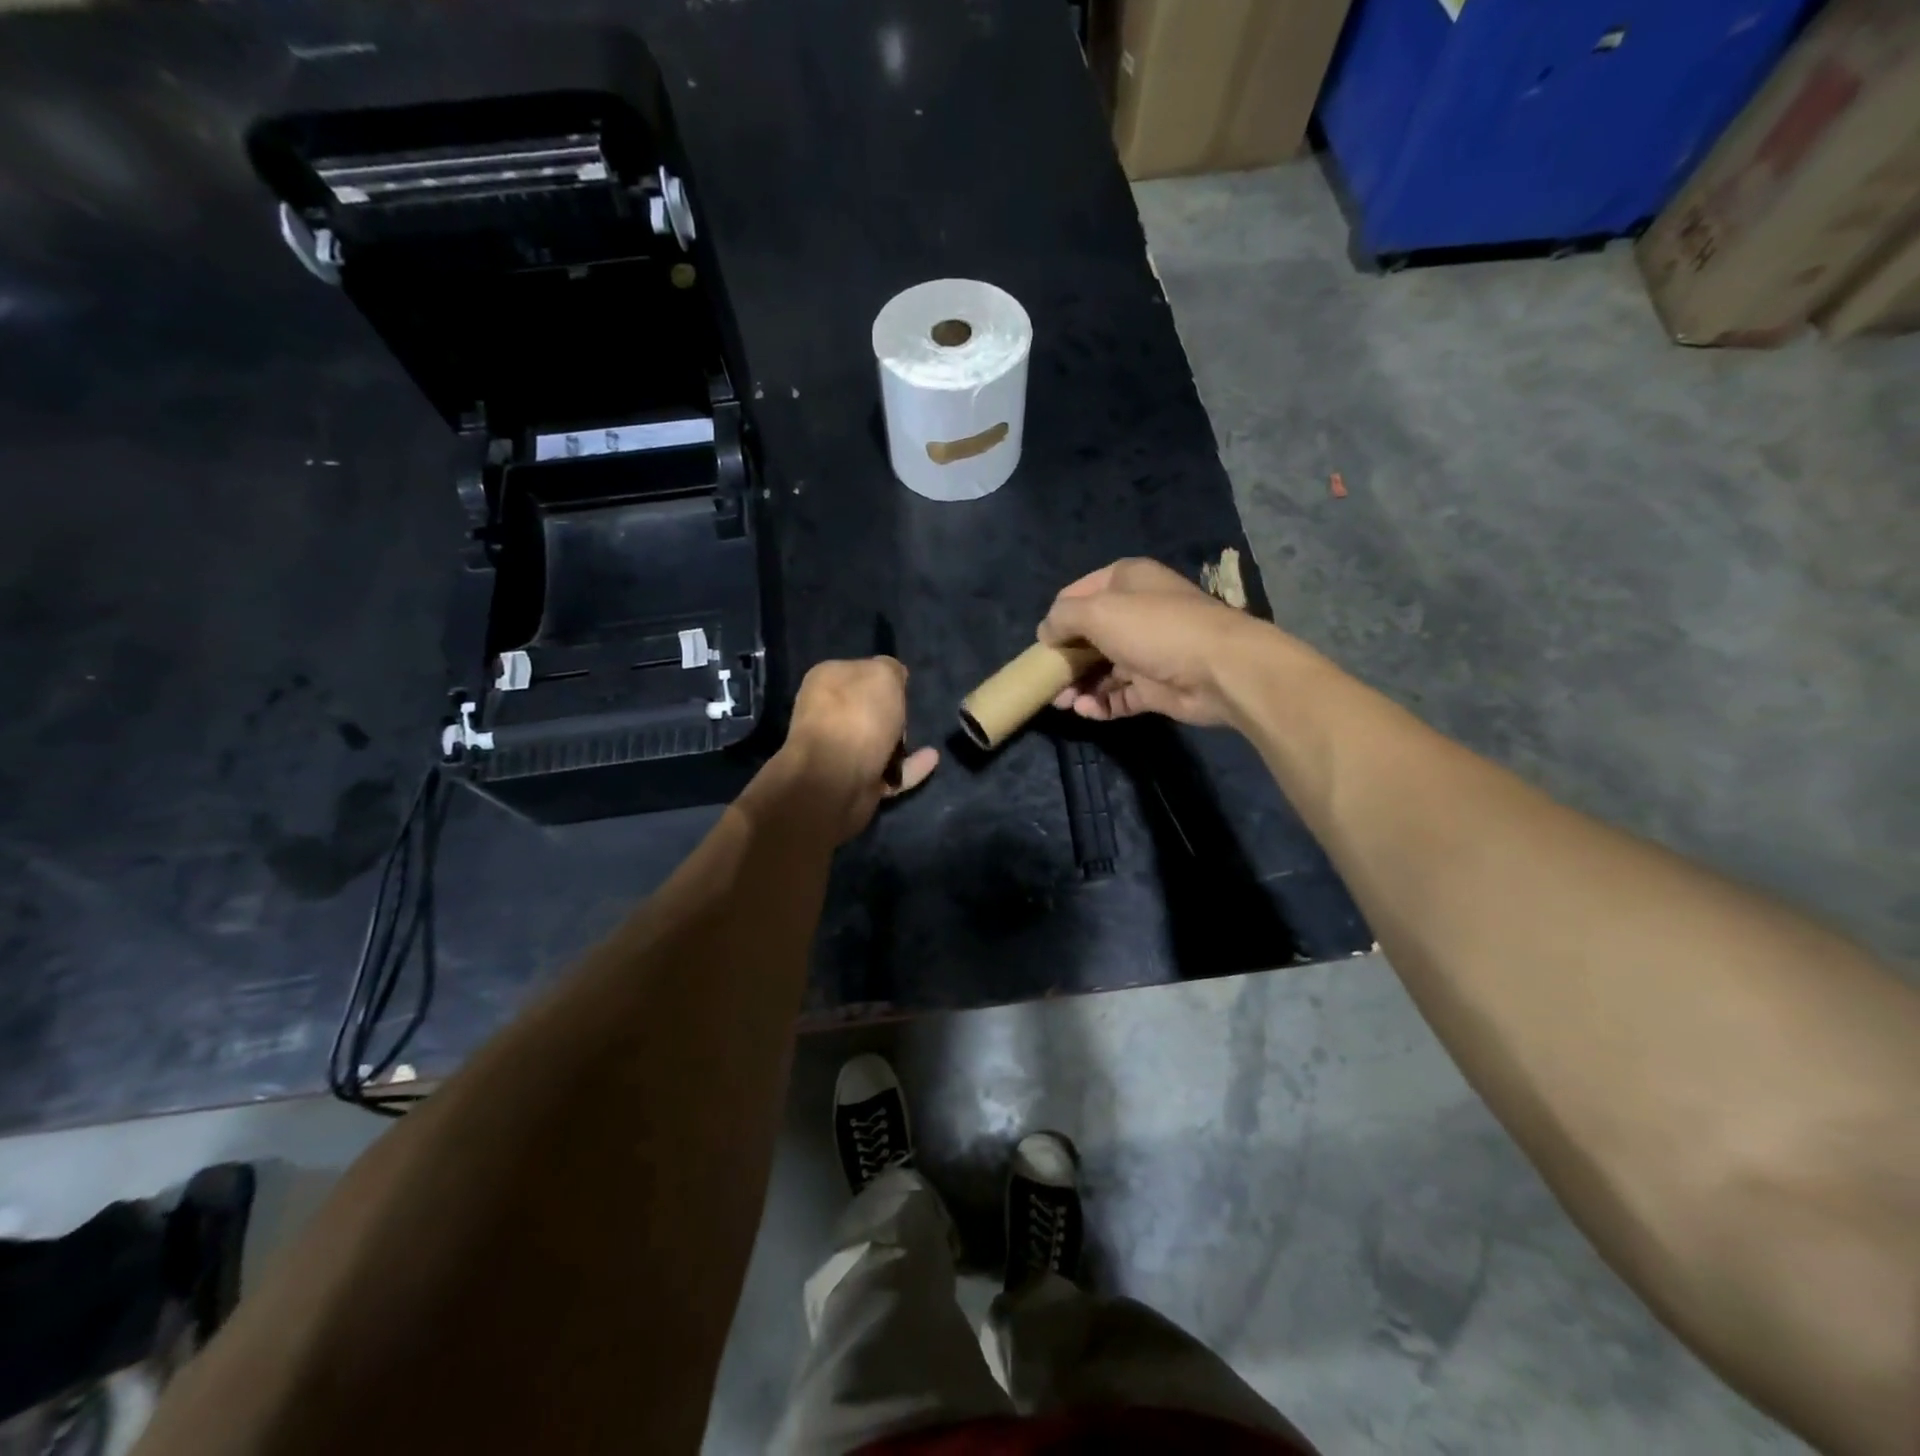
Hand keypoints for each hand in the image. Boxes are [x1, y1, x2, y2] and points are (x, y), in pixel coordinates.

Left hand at [778, 657, 937, 842]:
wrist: (835, 778)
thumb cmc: (858, 715)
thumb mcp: (883, 674)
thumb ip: (891, 669)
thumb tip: (893, 676)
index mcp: (825, 680)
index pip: (857, 671)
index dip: (883, 677)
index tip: (903, 686)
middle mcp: (825, 713)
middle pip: (865, 709)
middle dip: (890, 713)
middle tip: (908, 715)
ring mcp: (836, 751)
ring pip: (875, 741)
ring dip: (899, 741)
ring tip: (921, 740)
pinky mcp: (851, 781)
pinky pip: (887, 770)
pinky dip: (909, 766)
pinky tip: (931, 759)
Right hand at [1038, 558, 1272, 726]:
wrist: (1218, 669)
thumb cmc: (1154, 629)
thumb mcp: (1097, 611)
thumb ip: (1062, 618)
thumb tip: (1045, 632)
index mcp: (1126, 582)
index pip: (1078, 594)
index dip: (1057, 617)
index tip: (1043, 643)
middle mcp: (1136, 612)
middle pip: (1088, 636)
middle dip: (1065, 659)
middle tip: (1048, 680)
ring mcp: (1147, 651)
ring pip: (1101, 669)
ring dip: (1079, 685)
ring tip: (1063, 702)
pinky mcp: (1155, 687)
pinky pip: (1119, 696)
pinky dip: (1101, 704)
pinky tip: (1087, 711)